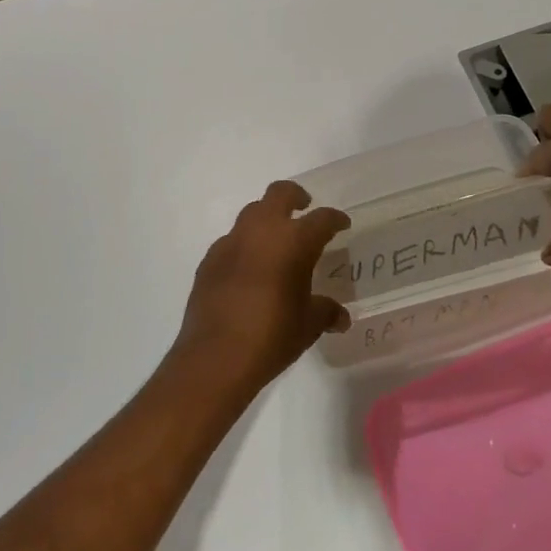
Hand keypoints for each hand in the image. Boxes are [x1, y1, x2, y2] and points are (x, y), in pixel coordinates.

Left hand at [173, 181, 350, 394]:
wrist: (216, 356)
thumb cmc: (272, 336)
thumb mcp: (308, 325)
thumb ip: (326, 312)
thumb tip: (340, 317)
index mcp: (294, 240)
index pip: (322, 219)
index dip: (335, 219)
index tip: (341, 225)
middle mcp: (262, 230)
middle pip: (280, 194)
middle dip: (295, 196)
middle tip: (304, 207)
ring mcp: (231, 242)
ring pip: (252, 213)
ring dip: (266, 219)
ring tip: (275, 241)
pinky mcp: (209, 259)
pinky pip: (231, 241)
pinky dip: (244, 246)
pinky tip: (248, 269)